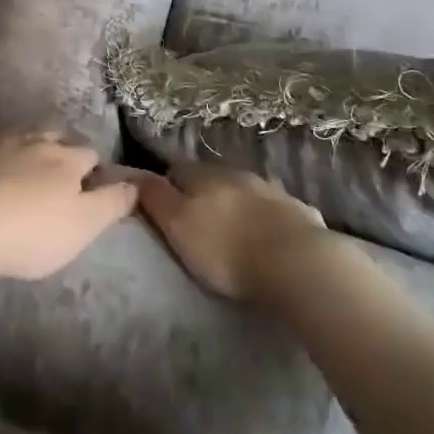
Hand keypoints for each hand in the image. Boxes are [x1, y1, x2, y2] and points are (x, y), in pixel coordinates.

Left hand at [0, 130, 138, 281]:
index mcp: (66, 160)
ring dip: (24, 144)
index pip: (90, 154)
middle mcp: (34, 141)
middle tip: (57, 169)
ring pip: (17, 134)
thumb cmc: (30, 232)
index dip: (94, 167)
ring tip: (22, 162)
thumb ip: (112, 203)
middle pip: (54, 135)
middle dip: (60, 146)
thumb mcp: (84, 226)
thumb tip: (137, 183)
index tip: (92, 181)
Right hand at [134, 163, 326, 300]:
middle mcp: (237, 174)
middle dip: (204, 195)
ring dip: (237, 205)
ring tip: (233, 231)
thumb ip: (155, 197)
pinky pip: (276, 211)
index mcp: (204, 175)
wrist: (296, 263)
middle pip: (212, 178)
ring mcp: (272, 191)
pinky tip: (269, 239)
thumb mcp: (177, 225)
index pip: (176, 170)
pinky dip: (268, 220)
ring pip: (245, 191)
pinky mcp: (300, 213)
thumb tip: (133, 173)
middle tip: (197, 224)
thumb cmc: (225, 248)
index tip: (164, 209)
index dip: (167, 187)